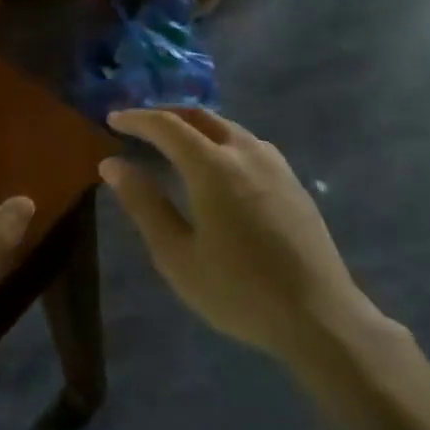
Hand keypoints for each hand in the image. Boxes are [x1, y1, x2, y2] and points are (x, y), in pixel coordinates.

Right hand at [100, 108, 375, 360]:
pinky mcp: (293, 180)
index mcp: (212, 167)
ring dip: (196, 126)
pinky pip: (249, 143)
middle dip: (166, 115)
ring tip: (173, 142)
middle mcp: (245, 152)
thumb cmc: (238, 291)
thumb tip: (112, 164)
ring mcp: (275, 164)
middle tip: (139, 125)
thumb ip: (144, 204)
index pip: (167, 126)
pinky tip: (217, 164)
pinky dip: (221, 140)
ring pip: (228, 127)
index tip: (112, 119)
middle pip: (200, 117)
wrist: (318, 315)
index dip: (136, 119)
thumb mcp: (177, 254)